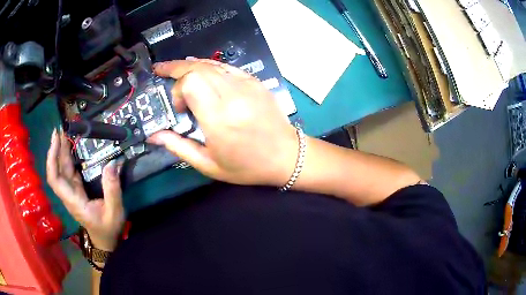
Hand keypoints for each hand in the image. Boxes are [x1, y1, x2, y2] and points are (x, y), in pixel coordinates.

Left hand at [46, 129, 124, 250]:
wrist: (104, 241)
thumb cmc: (108, 229)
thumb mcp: (114, 212)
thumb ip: (112, 189)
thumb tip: (112, 162)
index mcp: (74, 201)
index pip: (55, 180)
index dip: (52, 159)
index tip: (56, 140)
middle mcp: (69, 195)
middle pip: (56, 171)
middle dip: (55, 149)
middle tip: (60, 129)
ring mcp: (71, 192)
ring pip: (61, 170)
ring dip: (60, 151)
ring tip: (64, 133)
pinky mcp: (76, 190)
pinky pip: (68, 172)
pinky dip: (67, 158)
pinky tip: (71, 148)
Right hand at [148, 58, 298, 186]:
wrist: (286, 156)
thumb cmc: (247, 166)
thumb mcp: (208, 164)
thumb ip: (178, 146)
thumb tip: (153, 136)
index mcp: (220, 118)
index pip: (191, 83)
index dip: (177, 89)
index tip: (179, 108)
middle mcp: (233, 96)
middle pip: (198, 68)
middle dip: (177, 68)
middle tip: (161, 70)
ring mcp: (247, 85)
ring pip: (211, 63)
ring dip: (190, 65)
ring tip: (175, 68)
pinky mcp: (255, 82)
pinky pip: (226, 67)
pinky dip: (209, 66)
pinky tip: (200, 70)